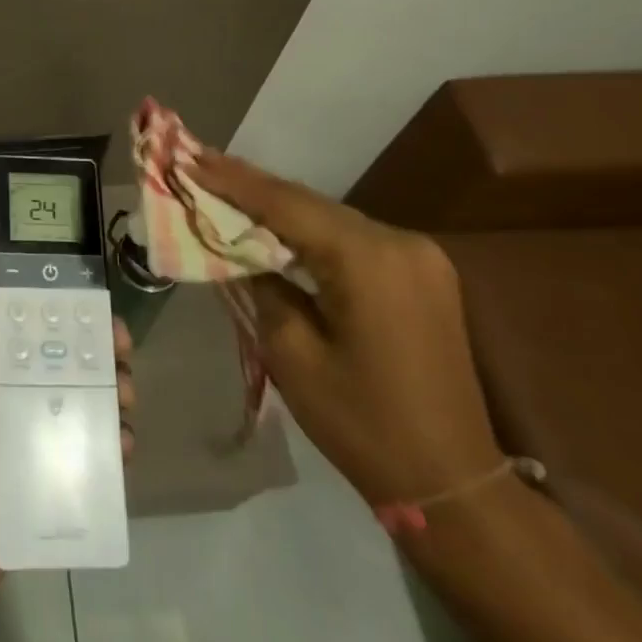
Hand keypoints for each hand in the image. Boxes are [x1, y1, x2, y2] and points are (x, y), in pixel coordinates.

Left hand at [0, 254, 136, 635]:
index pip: (27, 323)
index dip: (61, 307)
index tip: (94, 299)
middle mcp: (7, 397)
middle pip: (62, 362)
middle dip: (96, 351)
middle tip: (121, 350)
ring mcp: (28, 444)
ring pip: (80, 407)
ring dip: (109, 395)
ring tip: (125, 397)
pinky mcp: (44, 489)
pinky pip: (85, 461)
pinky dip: (109, 449)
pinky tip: (122, 446)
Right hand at [187, 150, 500, 506]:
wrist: (453, 483)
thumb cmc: (362, 425)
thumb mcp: (291, 353)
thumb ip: (261, 285)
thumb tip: (238, 247)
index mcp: (368, 259)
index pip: (285, 204)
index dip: (232, 180)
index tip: (189, 157)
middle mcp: (400, 242)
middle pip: (310, 203)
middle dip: (252, 186)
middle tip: (200, 164)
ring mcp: (419, 255)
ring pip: (330, 216)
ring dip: (279, 206)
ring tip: (226, 186)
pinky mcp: (423, 272)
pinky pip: (352, 237)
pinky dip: (310, 229)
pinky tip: (276, 224)